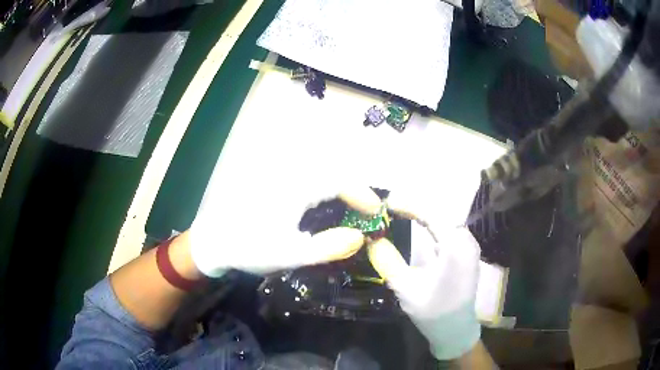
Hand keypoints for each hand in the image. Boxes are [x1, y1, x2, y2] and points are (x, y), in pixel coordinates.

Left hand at [189, 185, 382, 276]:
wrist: (213, 241)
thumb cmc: (249, 248)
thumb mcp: (290, 254)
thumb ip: (328, 247)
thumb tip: (360, 237)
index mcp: (297, 188)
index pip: (340, 182)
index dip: (362, 194)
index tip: (376, 211)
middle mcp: (291, 176)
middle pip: (332, 175)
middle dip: (353, 191)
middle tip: (365, 213)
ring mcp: (280, 179)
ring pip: (319, 176)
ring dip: (339, 190)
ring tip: (350, 211)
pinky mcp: (273, 185)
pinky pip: (306, 182)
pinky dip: (322, 192)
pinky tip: (323, 210)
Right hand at [368, 195, 480, 359]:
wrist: (455, 330)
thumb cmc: (432, 313)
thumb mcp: (406, 290)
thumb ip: (388, 262)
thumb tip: (372, 239)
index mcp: (455, 249)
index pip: (433, 214)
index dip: (409, 205)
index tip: (387, 202)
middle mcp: (467, 242)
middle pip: (441, 213)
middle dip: (416, 206)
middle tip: (391, 206)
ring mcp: (470, 246)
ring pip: (446, 219)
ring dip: (425, 213)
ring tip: (401, 210)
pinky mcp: (467, 252)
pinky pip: (450, 229)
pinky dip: (434, 223)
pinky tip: (420, 224)